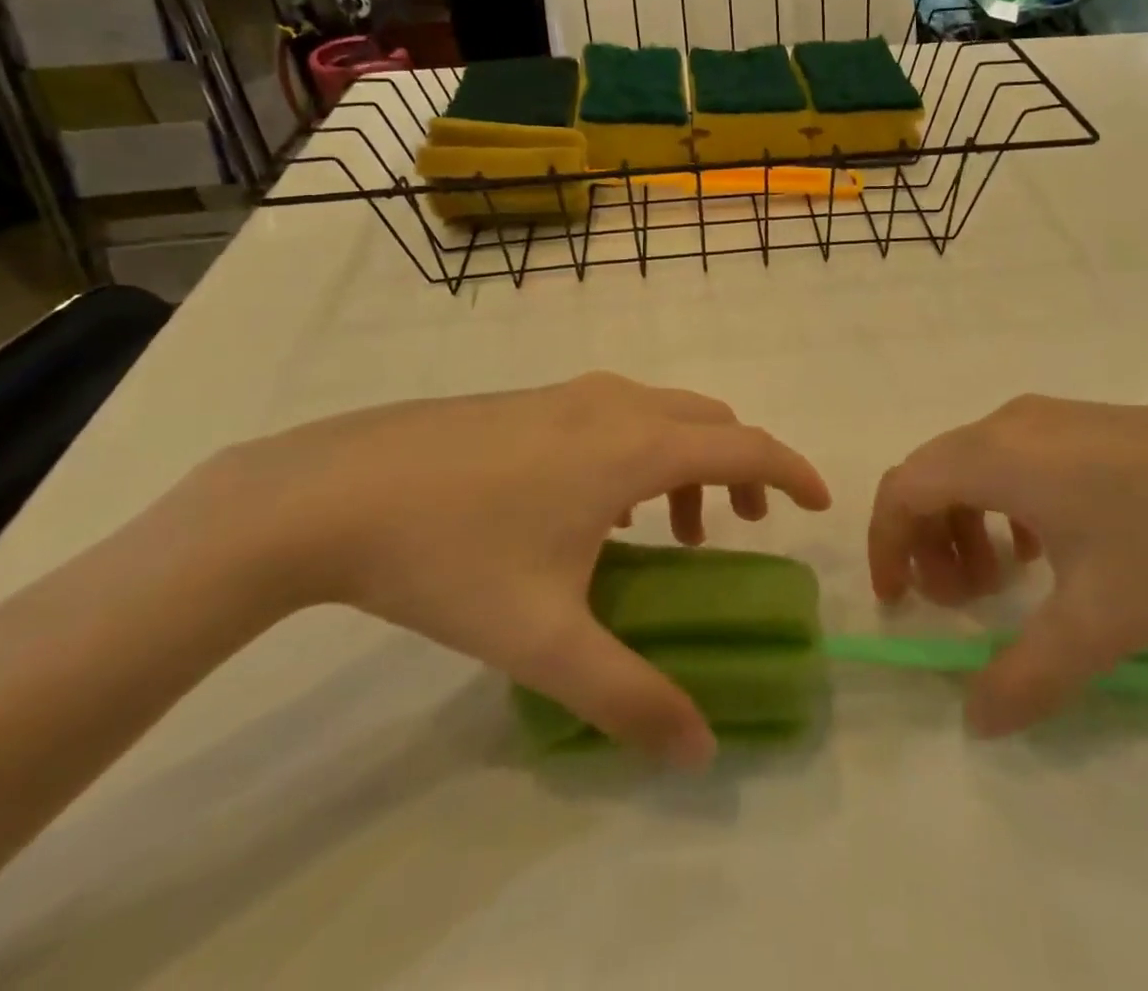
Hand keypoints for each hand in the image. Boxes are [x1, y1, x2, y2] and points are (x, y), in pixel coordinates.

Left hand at [169, 373, 828, 765]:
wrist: (328, 494)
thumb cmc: (452, 555)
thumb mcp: (545, 638)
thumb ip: (629, 697)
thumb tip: (700, 753)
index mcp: (634, 446)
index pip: (744, 443)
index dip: (792, 470)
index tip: (818, 503)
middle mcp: (613, 404)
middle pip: (709, 420)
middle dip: (742, 467)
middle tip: (741, 527)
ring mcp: (567, 394)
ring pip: (661, 413)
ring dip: (687, 461)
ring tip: (670, 530)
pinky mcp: (529, 399)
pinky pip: (616, 414)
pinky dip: (640, 451)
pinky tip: (594, 510)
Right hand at [869, 397, 1147, 735]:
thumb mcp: (1100, 621)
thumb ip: (1027, 677)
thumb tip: (976, 722)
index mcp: (996, 456)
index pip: (904, 488)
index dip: (888, 543)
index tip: (901, 601)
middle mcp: (1009, 424)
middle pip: (933, 474)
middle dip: (927, 541)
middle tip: (960, 602)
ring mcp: (1049, 417)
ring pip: (973, 466)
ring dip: (965, 523)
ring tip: (1002, 582)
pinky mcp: (1084, 423)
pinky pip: (1014, 460)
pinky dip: (1004, 506)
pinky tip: (1048, 549)